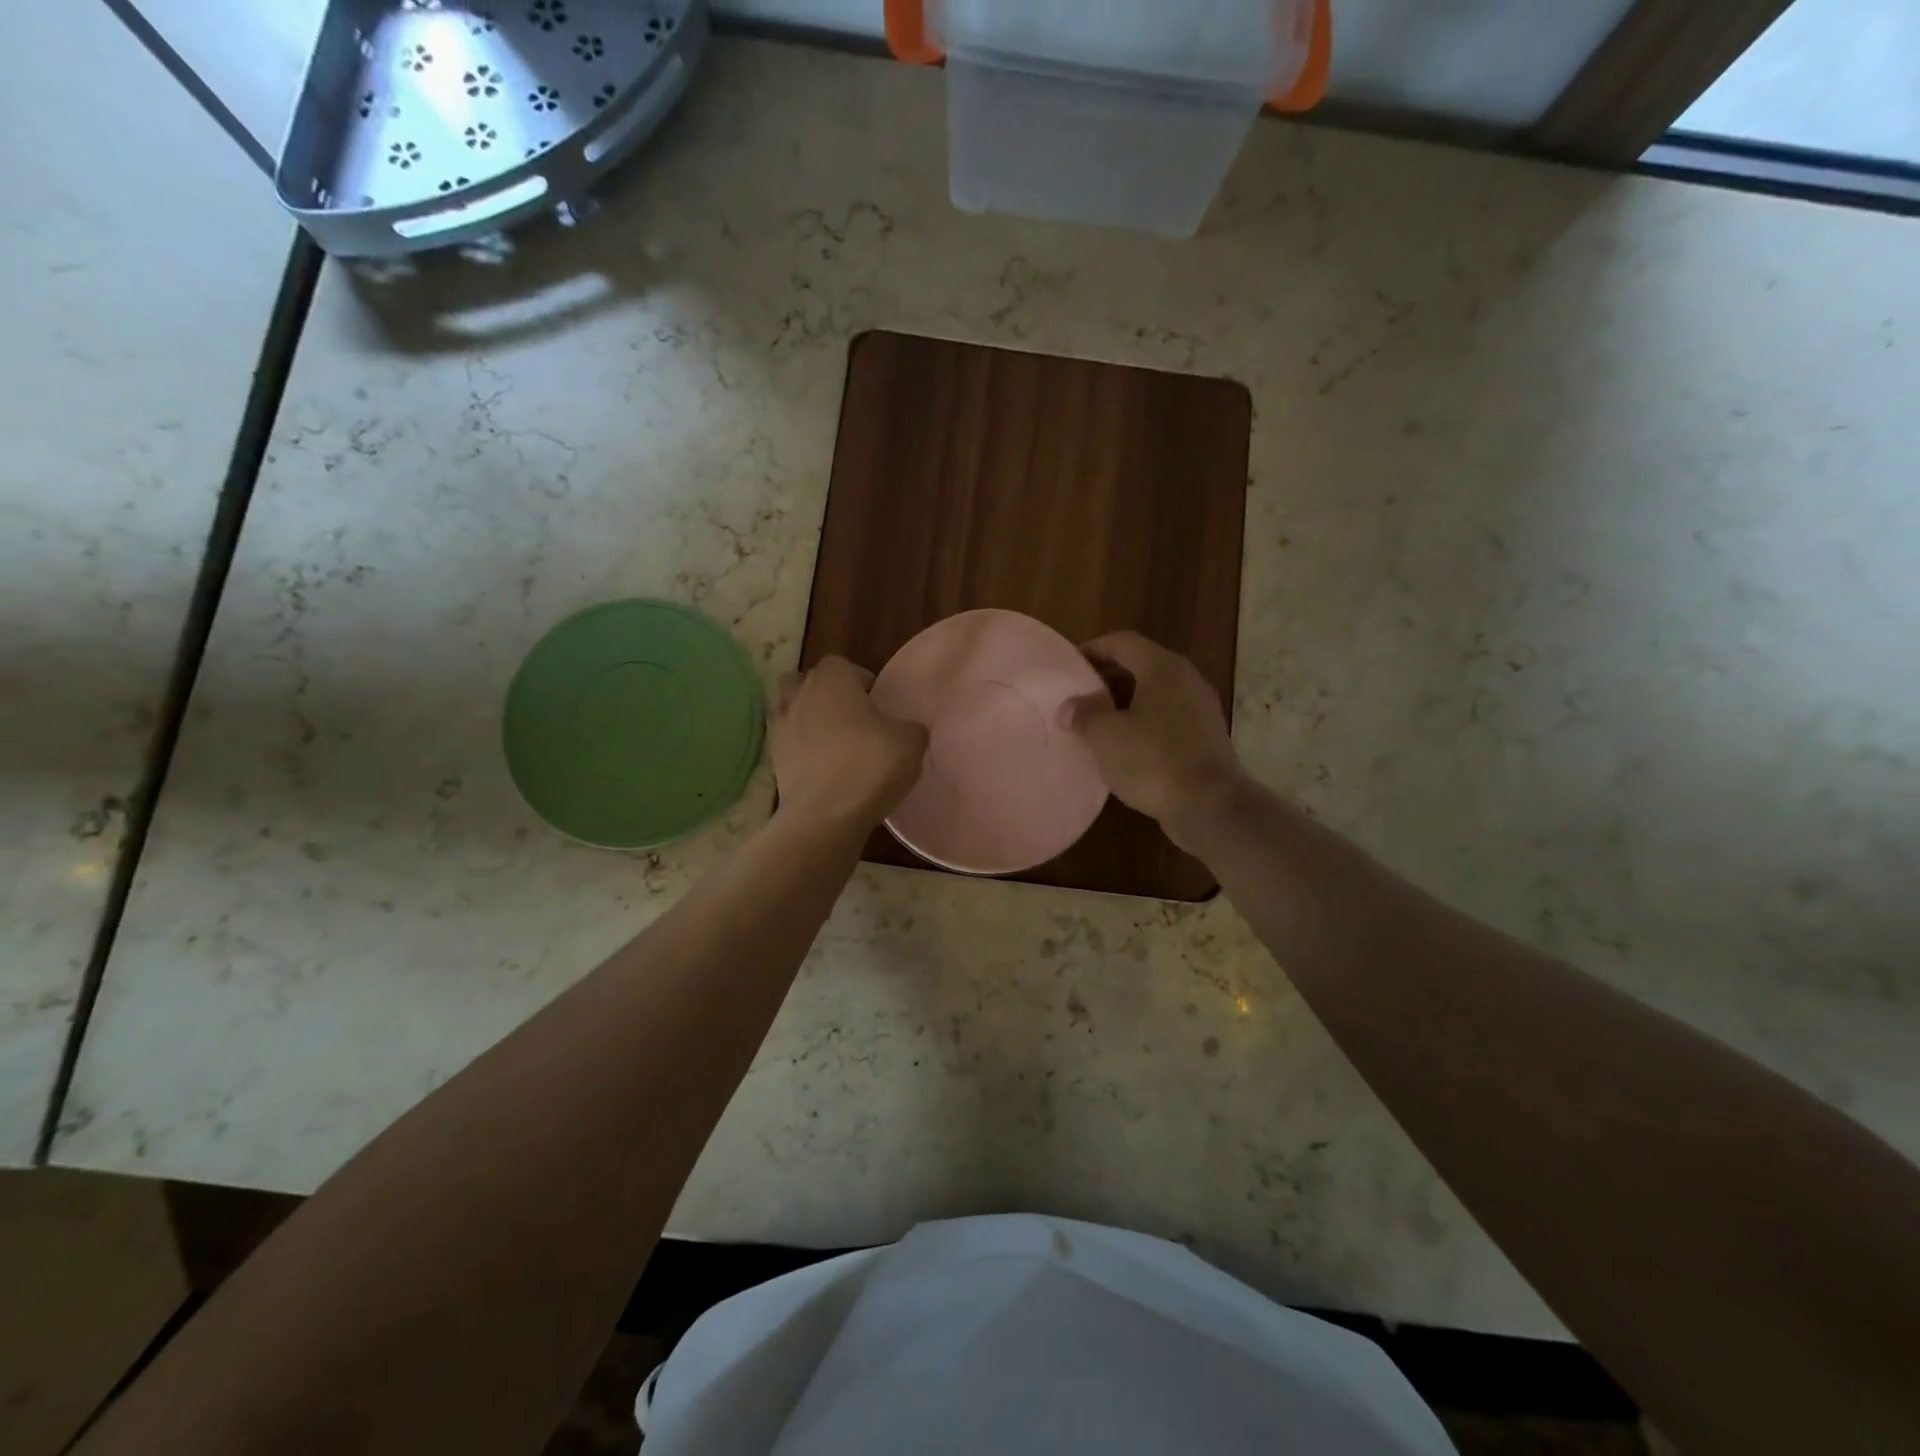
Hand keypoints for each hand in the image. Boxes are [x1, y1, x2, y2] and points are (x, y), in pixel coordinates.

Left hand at [771, 656, 927, 832]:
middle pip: (809, 682)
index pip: (843, 665)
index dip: (860, 680)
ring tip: (833, 741)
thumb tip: (905, 730)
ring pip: (792, 709)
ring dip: (809, 719)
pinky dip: (801, 748)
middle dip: (829, 695)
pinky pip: (788, 742)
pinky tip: (822, 766)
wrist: (825, 815)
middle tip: (854, 719)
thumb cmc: (870, 766)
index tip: (877, 703)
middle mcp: (800, 694)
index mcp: (833, 679)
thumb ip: (910, 727)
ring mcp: (780, 726)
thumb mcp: (911, 742)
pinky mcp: (773, 758)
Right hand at [1062, 631, 1245, 851]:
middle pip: (1141, 665)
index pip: (1123, 642)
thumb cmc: (1153, 760)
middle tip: (1080, 694)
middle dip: (1108, 677)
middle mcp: (1187, 680)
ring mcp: (1201, 709)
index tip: (1070, 665)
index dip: (1094, 649)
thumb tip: (1070, 707)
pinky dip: (1144, 723)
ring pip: (1156, 694)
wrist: (1210, 806)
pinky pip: (1168, 718)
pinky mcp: (1207, 738)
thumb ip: (1084, 714)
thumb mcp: (1106, 736)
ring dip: (1126, 702)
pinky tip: (1126, 746)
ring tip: (1098, 721)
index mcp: (1163, 668)